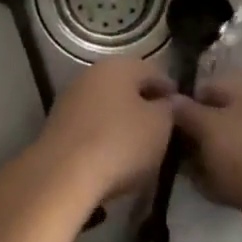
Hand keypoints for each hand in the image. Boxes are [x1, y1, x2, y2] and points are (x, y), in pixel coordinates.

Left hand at [30, 57, 173, 203]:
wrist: (62, 175)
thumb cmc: (120, 143)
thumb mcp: (160, 126)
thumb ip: (169, 109)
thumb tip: (167, 102)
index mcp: (119, 66)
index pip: (154, 72)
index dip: (171, 92)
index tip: (184, 113)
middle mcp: (91, 74)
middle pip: (127, 88)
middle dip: (145, 106)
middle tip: (163, 131)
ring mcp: (70, 99)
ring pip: (107, 107)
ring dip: (123, 123)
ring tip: (140, 148)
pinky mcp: (57, 126)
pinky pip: (91, 127)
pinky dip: (104, 137)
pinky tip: (113, 157)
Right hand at [172, 70, 241, 224]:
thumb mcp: (208, 125)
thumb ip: (186, 111)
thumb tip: (171, 99)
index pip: (210, 86)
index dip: (185, 100)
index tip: (163, 119)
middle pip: (219, 117)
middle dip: (194, 133)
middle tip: (170, 148)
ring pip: (226, 146)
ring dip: (205, 158)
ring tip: (185, 171)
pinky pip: (237, 171)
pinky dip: (221, 178)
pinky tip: (204, 188)